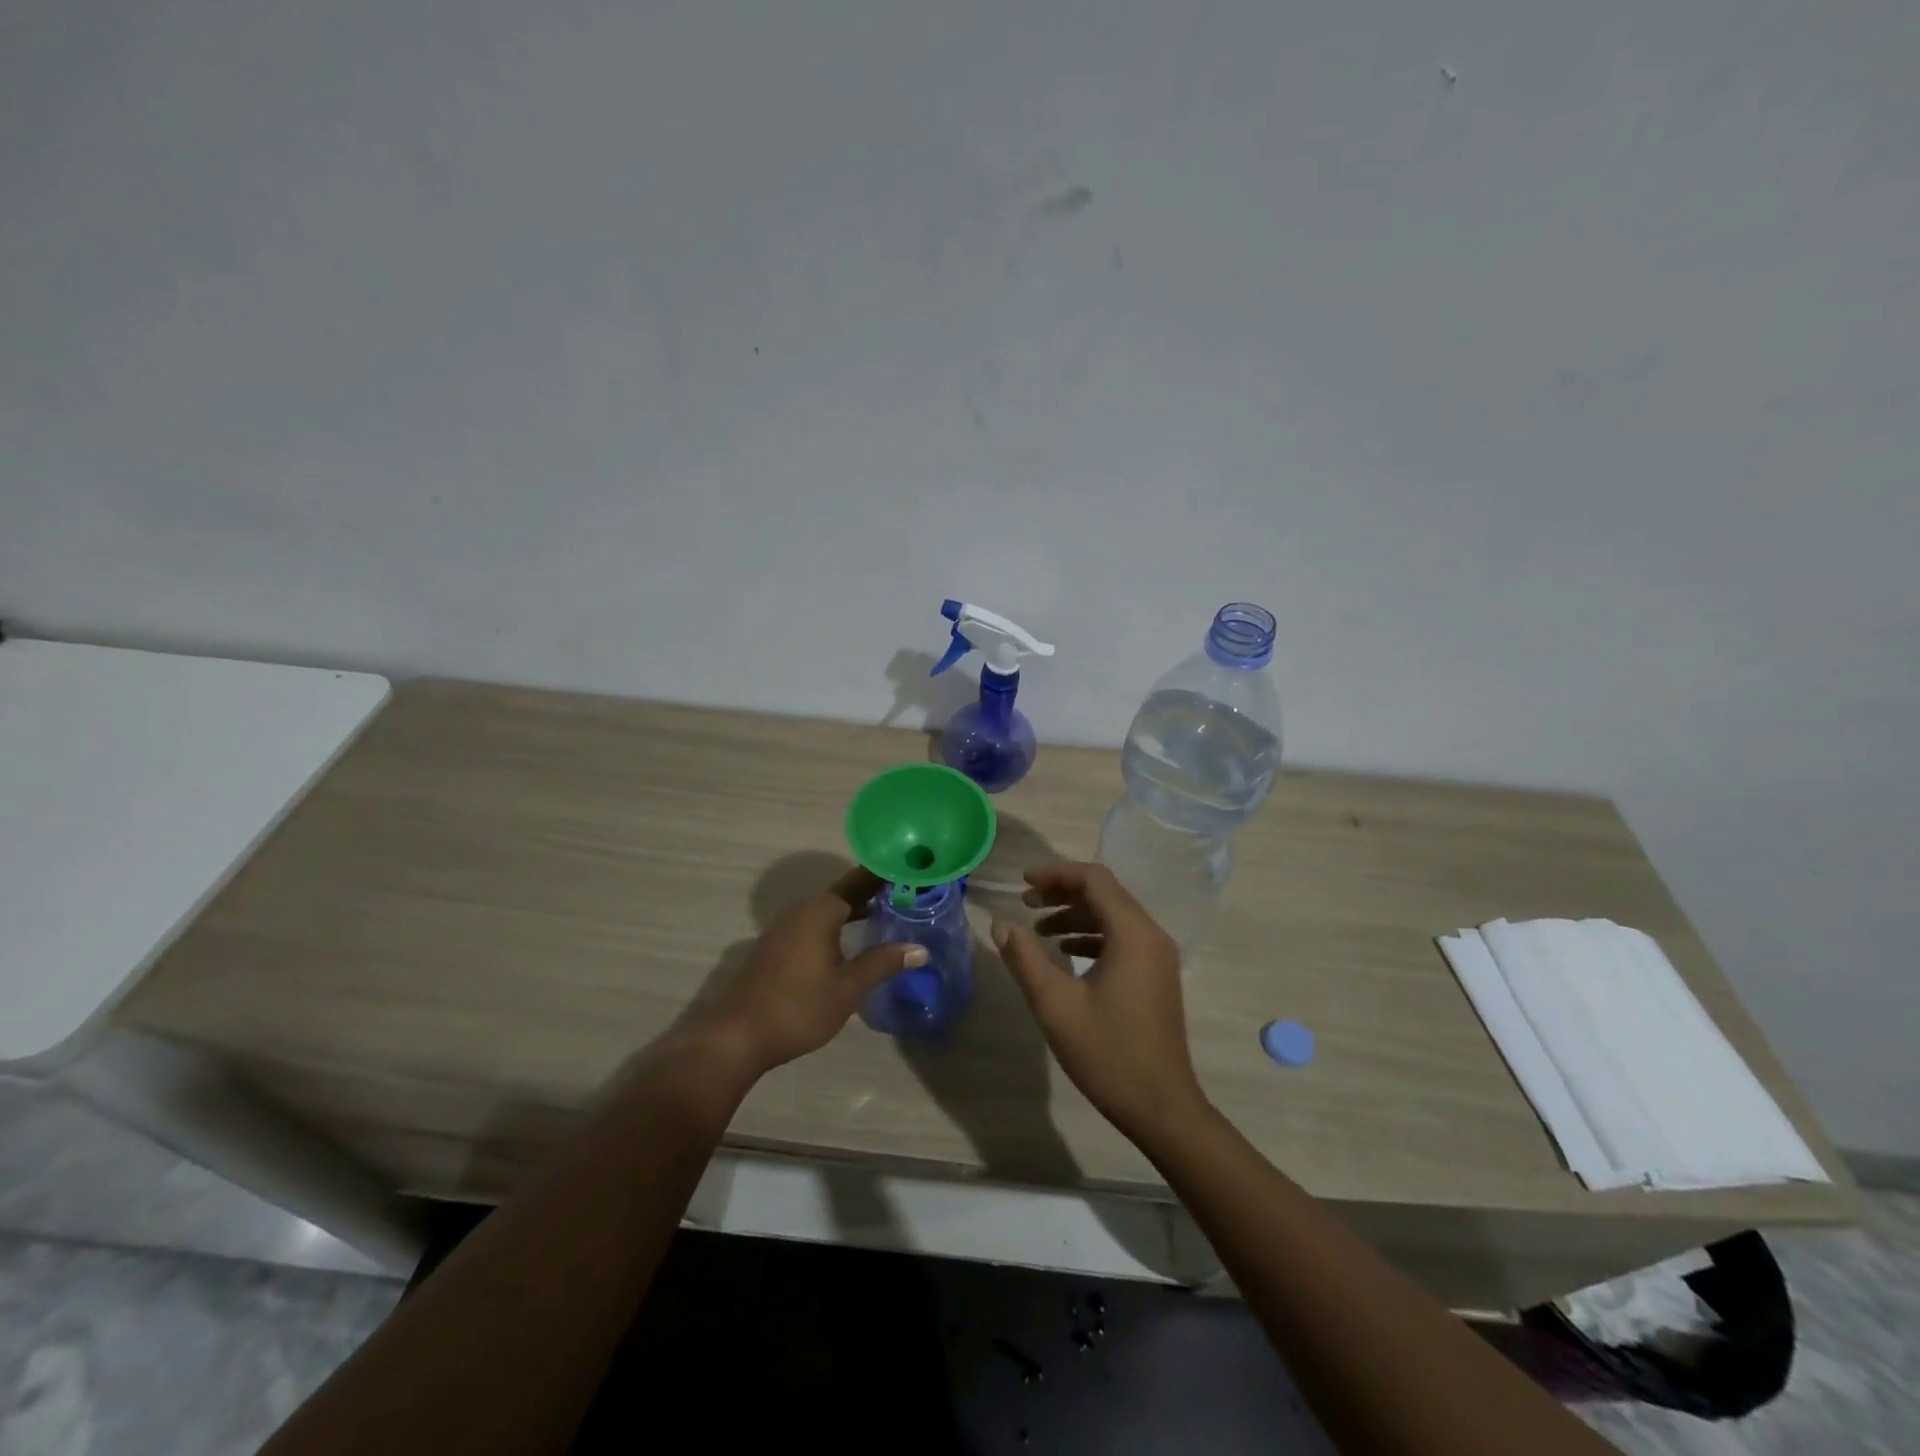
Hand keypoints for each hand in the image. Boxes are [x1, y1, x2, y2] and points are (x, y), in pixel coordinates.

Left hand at [698, 866, 924, 1077]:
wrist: (737, 1036)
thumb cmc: (798, 1007)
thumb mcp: (848, 988)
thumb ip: (883, 963)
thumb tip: (920, 949)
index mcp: (820, 911)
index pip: (860, 881)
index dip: (885, 875)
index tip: (911, 870)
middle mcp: (802, 910)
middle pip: (844, 893)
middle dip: (874, 892)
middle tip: (909, 893)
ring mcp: (785, 928)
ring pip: (828, 910)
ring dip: (856, 909)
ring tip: (888, 913)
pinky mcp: (777, 946)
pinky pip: (815, 924)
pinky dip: (838, 925)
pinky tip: (852, 941)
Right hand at [992, 862, 1207, 1145]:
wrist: (1161, 1107)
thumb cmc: (1107, 1053)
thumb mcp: (1056, 1005)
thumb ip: (1025, 959)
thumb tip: (1001, 924)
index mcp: (1132, 933)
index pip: (1094, 879)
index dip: (1056, 874)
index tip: (1023, 883)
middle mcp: (1151, 935)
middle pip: (1105, 893)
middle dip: (1063, 892)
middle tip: (1026, 903)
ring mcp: (1157, 956)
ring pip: (1113, 916)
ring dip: (1076, 914)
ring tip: (1038, 930)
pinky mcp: (1156, 976)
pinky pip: (1122, 938)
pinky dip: (1092, 935)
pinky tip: (1065, 954)